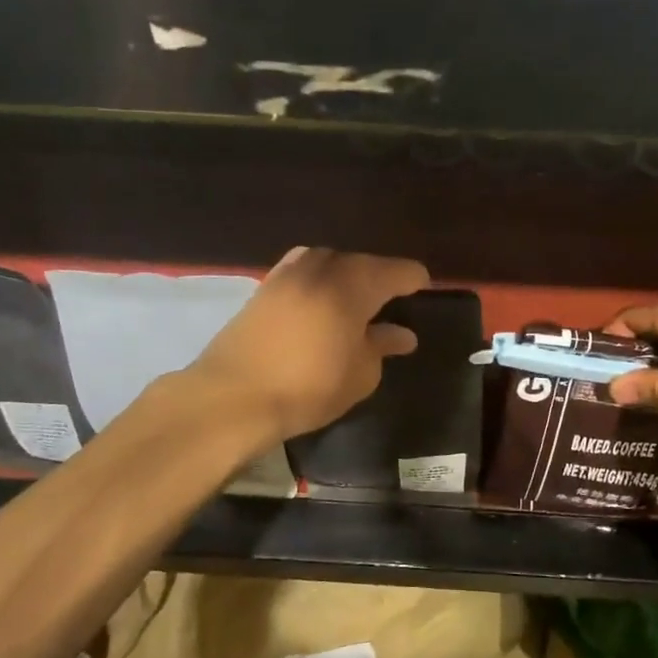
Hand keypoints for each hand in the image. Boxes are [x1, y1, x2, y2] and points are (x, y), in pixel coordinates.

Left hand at [190, 247, 429, 443]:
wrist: (233, 396)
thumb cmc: (308, 388)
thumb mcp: (360, 374)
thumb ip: (382, 347)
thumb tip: (402, 334)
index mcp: (353, 286)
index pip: (395, 271)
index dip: (414, 279)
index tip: (425, 288)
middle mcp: (322, 269)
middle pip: (361, 262)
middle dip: (380, 275)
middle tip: (393, 297)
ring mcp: (288, 274)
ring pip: (329, 261)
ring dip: (347, 273)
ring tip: (355, 296)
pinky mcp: (263, 287)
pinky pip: (302, 270)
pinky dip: (318, 278)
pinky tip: (319, 298)